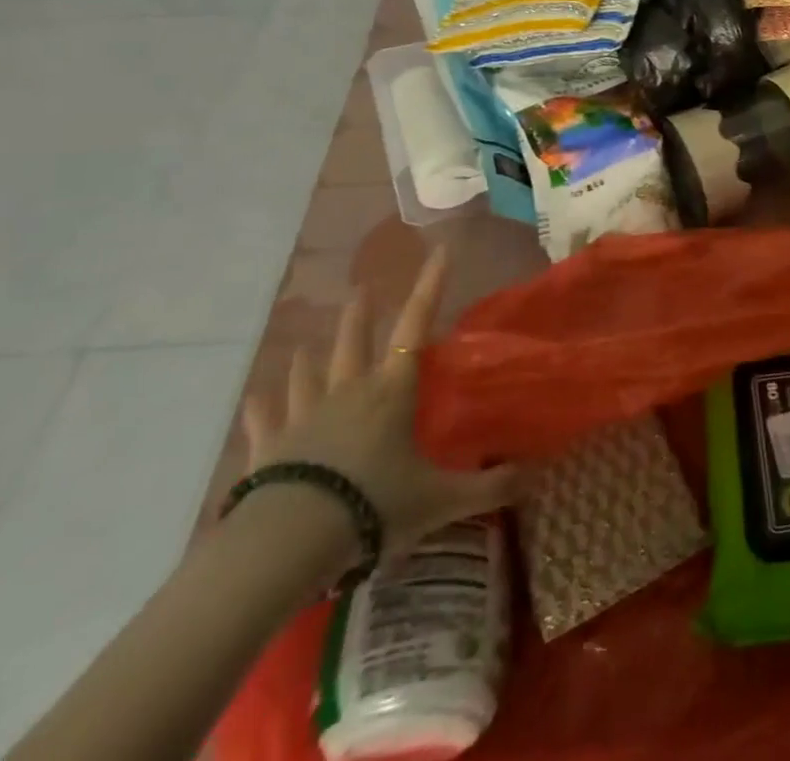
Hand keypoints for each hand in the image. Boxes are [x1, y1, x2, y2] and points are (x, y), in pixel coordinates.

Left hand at [241, 251, 522, 564]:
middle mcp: (349, 392)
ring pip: (307, 374)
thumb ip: (488, 488)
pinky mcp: (269, 447)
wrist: (291, 539)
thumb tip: (535, 475)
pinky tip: (254, 397)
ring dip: (308, 359)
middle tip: (360, 290)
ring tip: (305, 347)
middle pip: (354, 342)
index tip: (441, 251)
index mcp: (391, 392)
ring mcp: (304, 416)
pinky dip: (261, 406)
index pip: (416, 325)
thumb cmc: (374, 506)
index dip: (430, 286)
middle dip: (360, 315)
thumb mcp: (440, 500)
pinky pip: (263, 418)